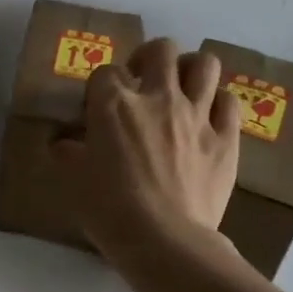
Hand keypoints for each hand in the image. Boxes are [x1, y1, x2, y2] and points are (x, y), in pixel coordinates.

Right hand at [51, 37, 242, 250]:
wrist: (165, 241)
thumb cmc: (109, 209)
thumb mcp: (73, 179)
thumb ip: (67, 152)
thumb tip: (64, 143)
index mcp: (114, 104)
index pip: (106, 71)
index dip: (102, 85)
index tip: (99, 106)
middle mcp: (157, 97)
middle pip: (161, 50)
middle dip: (149, 58)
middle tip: (142, 81)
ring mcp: (196, 115)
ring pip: (203, 64)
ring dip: (189, 69)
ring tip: (180, 88)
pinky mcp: (226, 138)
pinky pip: (229, 101)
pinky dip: (217, 102)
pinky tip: (207, 116)